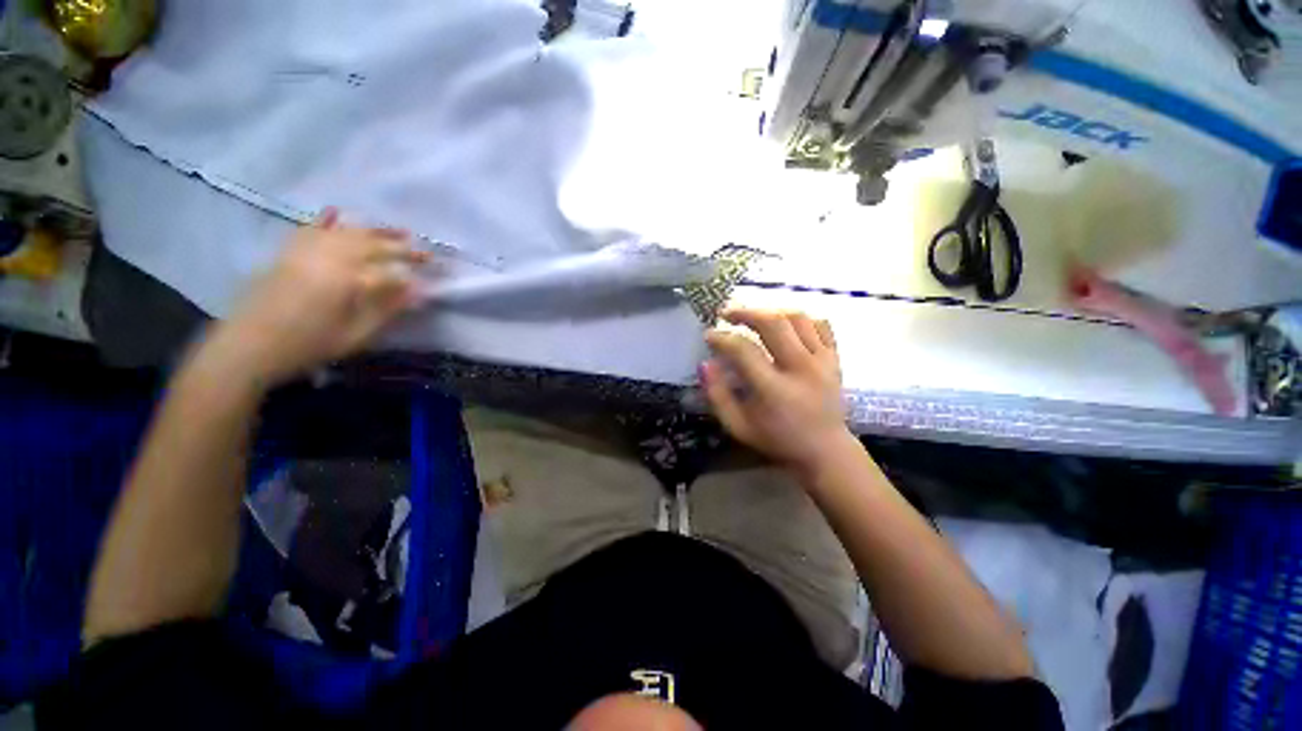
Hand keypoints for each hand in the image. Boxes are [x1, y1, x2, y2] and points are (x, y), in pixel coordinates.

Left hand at [204, 208, 430, 386]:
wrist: (249, 346)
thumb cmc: (307, 346)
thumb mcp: (355, 335)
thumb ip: (386, 311)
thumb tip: (415, 294)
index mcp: (346, 281)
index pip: (389, 273)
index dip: (412, 277)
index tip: (430, 281)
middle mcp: (328, 258)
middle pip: (372, 247)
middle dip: (402, 249)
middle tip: (426, 253)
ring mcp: (306, 252)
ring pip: (346, 234)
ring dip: (375, 231)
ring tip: (399, 231)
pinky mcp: (288, 253)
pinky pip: (309, 230)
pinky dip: (325, 221)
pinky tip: (336, 212)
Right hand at [702, 308, 853, 473]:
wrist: (825, 451)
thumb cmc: (777, 440)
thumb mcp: (738, 426)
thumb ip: (718, 396)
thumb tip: (706, 363)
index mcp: (774, 390)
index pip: (744, 350)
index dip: (722, 338)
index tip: (708, 336)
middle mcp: (801, 369)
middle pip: (773, 323)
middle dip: (745, 312)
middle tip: (727, 313)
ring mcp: (823, 361)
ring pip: (797, 317)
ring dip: (770, 311)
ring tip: (753, 316)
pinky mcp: (835, 358)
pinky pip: (820, 324)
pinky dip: (800, 318)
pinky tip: (784, 324)